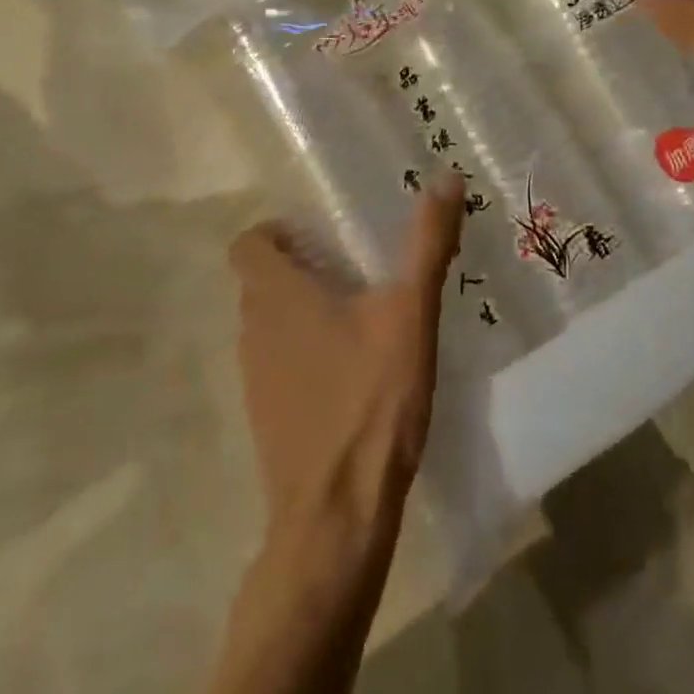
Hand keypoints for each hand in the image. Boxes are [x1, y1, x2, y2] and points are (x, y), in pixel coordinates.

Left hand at [229, 172, 464, 554]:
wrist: (337, 516)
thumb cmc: (370, 399)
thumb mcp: (410, 311)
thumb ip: (427, 242)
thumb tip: (446, 177)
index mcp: (277, 296)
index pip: (247, 244)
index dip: (277, 232)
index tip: (322, 236)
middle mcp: (254, 331)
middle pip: (262, 283)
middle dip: (301, 269)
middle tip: (356, 268)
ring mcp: (256, 380)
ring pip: (271, 326)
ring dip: (305, 313)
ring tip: (361, 316)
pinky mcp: (268, 418)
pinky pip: (280, 366)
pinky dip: (307, 355)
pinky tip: (355, 373)